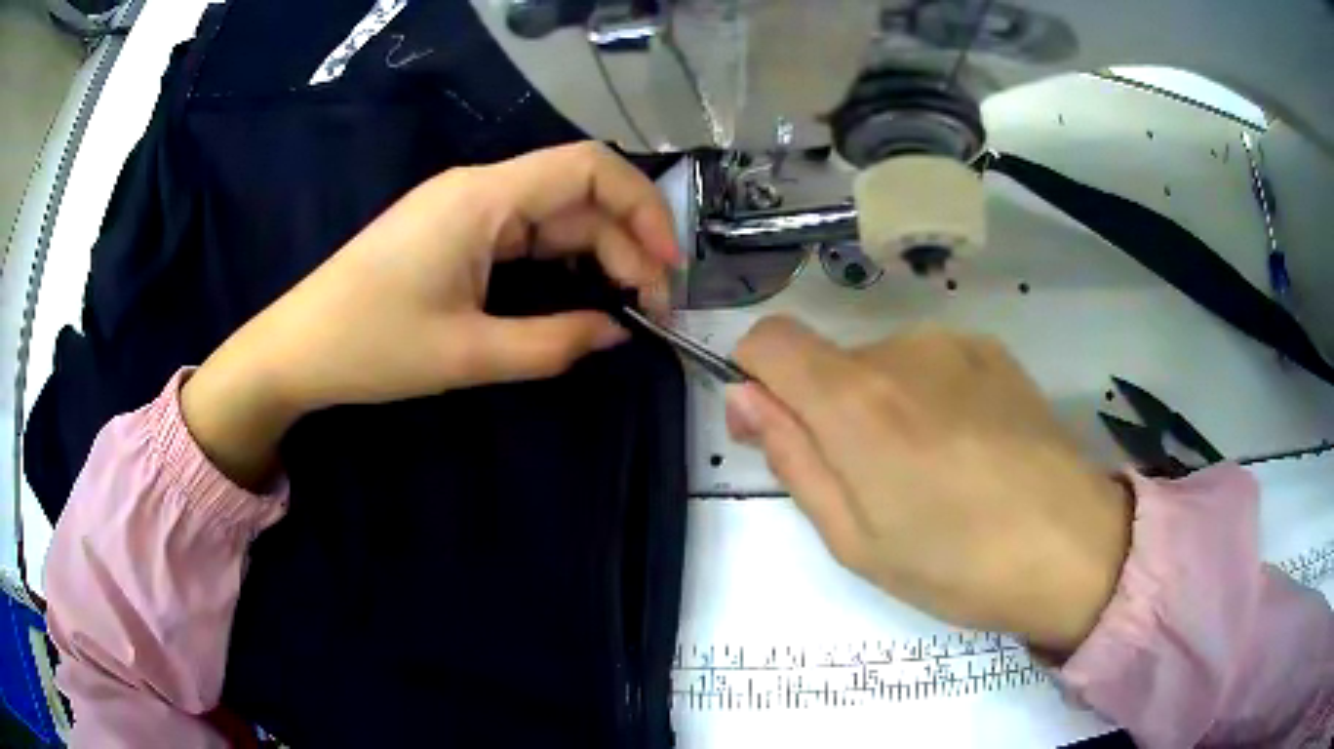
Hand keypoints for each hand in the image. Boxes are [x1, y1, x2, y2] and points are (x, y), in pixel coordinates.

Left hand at [182, 142, 679, 486]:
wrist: (296, 349)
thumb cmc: (371, 346)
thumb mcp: (468, 354)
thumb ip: (554, 344)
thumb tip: (618, 333)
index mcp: (483, 198)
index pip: (589, 167)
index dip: (643, 207)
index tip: (667, 267)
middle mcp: (479, 189)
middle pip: (578, 194)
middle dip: (626, 244)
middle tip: (651, 309)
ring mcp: (464, 209)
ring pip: (554, 215)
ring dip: (596, 256)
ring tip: (625, 308)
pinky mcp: (453, 232)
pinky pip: (524, 234)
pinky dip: (561, 263)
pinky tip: (577, 297)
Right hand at [726, 319, 1130, 654]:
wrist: (1072, 546)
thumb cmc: (956, 564)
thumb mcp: (854, 539)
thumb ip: (792, 458)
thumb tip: (747, 397)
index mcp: (857, 401)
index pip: (770, 340)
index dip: (756, 378)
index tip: (775, 430)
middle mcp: (901, 350)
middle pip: (828, 361)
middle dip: (825, 410)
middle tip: (869, 483)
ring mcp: (953, 343)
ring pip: (880, 365)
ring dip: (880, 407)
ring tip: (927, 472)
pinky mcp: (992, 350)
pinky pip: (929, 364)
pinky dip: (926, 398)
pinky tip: (966, 449)